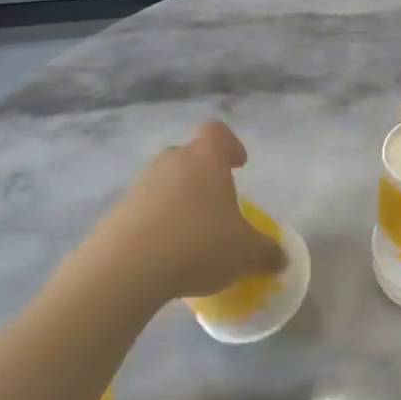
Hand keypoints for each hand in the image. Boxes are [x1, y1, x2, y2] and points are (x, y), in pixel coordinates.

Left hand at [87, 122, 286, 303]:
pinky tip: (165, 253)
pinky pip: (144, 208)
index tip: (239, 165)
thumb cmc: (198, 244)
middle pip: (190, 156)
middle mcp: (172, 161)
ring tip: (190, 235)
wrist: (127, 267)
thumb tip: (282, 258)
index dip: (230, 144)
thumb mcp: (245, 253)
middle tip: (217, 206)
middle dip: (204, 176)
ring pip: (166, 182)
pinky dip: (156, 222)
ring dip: (179, 200)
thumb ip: (267, 252)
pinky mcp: (118, 210)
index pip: (217, 132)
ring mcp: (141, 184)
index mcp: (206, 158)